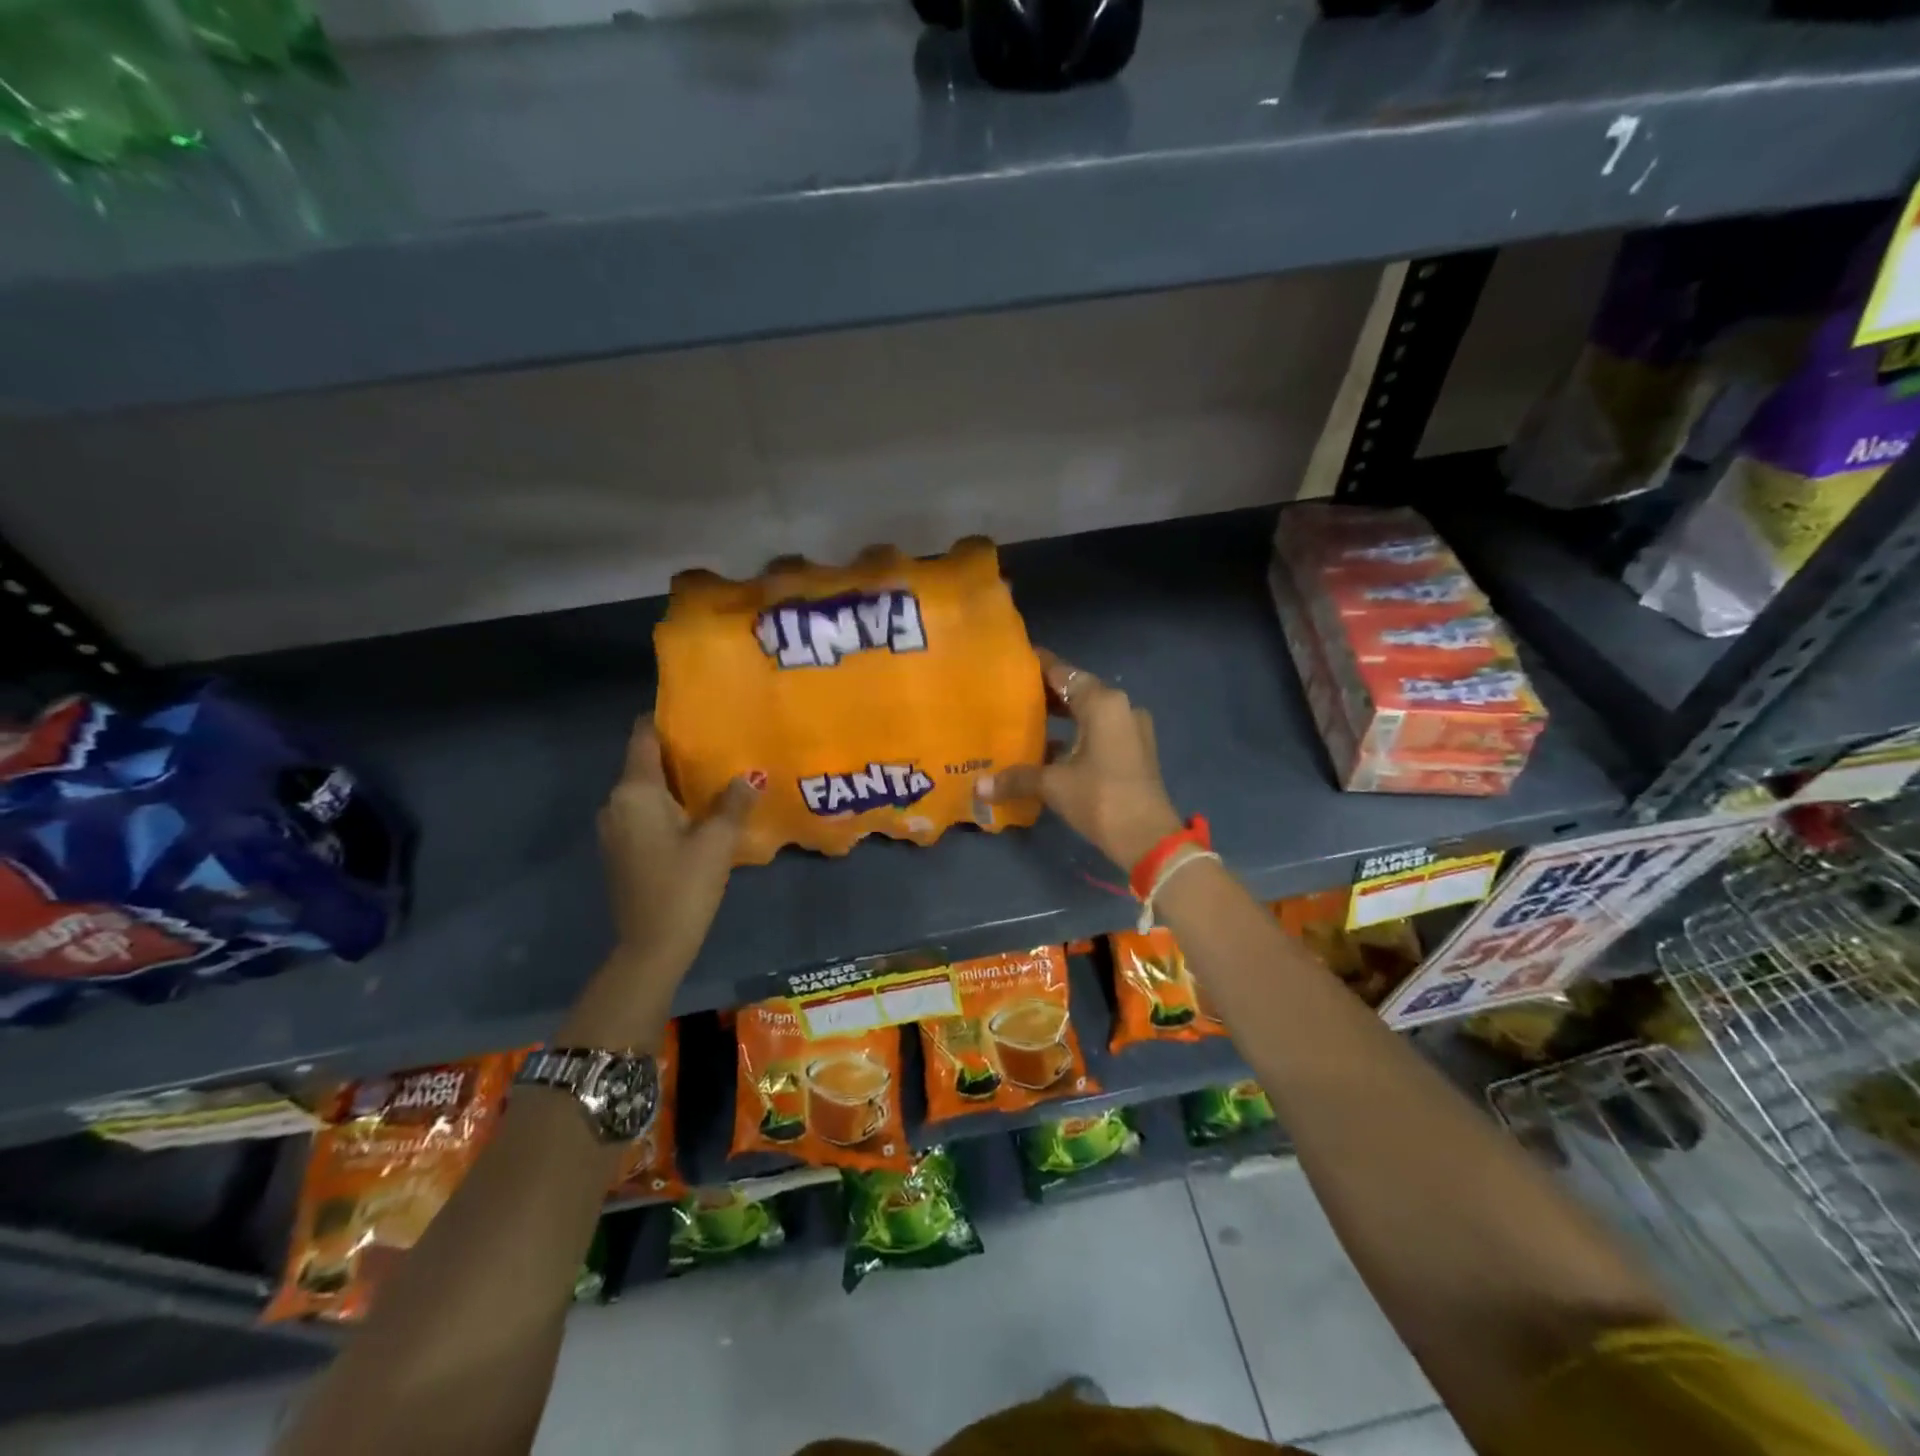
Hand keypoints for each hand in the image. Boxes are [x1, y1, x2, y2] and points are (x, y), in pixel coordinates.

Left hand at [598, 716, 757, 979]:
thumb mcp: (717, 842)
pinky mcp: (619, 849)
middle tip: (717, 745)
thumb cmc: (684, 885)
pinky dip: (665, 805)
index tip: (694, 712)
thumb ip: (734, 803)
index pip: (642, 737)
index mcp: (635, 792)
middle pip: (644, 763)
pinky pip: (642, 812)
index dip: (663, 719)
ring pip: (644, 790)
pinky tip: (696, 814)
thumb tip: (751, 775)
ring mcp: (613, 828)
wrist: (651, 946)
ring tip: (713, 777)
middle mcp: (616, 803)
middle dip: (677, 753)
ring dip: (673, 782)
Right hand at [977, 648, 1182, 871]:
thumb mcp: (1053, 786)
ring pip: (1089, 712)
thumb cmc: (1099, 799)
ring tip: (1026, 720)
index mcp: (1102, 703)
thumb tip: (978, 787)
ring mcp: (1131, 729)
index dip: (1037, 667)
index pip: (1063, 673)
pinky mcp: (1135, 750)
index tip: (1012, 663)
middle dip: (1046, 694)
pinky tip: (1049, 750)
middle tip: (1011, 695)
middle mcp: (1120, 707)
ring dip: (1062, 716)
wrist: (1148, 839)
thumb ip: (1016, 778)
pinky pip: (1100, 731)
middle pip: (1077, 691)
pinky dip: (1076, 734)